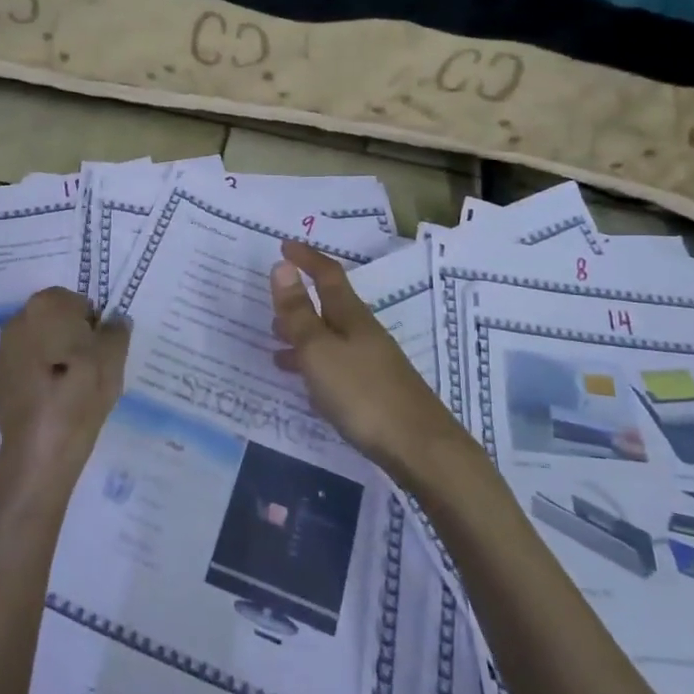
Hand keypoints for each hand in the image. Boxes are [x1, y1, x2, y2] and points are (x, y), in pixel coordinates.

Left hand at [0, 287, 128, 492]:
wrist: (41, 450)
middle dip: (72, 338)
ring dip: (56, 357)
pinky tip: (55, 401)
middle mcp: (18, 319)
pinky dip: (41, 377)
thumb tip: (115, 321)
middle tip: (92, 368)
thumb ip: (116, 330)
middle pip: (55, 321)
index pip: (77, 302)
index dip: (93, 325)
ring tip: (74, 388)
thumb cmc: (81, 391)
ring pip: (41, 344)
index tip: (102, 351)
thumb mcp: (113, 357)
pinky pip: (28, 368)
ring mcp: (4, 351)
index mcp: (46, 305)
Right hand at [270, 241, 465, 481]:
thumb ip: (298, 312)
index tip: (283, 245)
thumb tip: (282, 265)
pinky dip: (315, 366)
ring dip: (303, 336)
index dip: (306, 258)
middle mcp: (363, 333)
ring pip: (331, 339)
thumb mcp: (320, 350)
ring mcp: (373, 363)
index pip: (327, 275)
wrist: (421, 449)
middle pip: (329, 307)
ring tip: (275, 346)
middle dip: (300, 300)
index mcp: (351, 316)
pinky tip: (306, 386)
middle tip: (271, 304)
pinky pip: (337, 366)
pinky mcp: (376, 392)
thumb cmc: (363, 394)